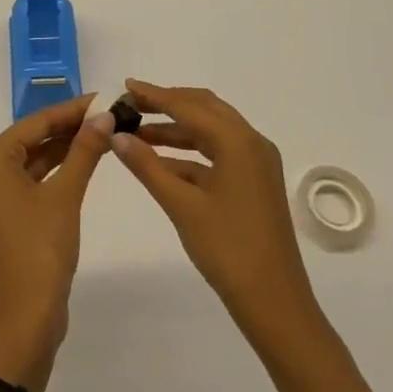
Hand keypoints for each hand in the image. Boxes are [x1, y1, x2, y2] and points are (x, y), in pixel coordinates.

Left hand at [0, 95, 114, 391]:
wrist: (24, 321)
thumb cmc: (39, 251)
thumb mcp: (65, 195)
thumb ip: (84, 151)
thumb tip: (104, 115)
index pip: (37, 121)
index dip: (73, 108)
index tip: (104, 97)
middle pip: (35, 137)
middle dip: (72, 126)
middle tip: (110, 114)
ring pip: (37, 158)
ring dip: (68, 147)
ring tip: (105, 133)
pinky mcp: (10, 215)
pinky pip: (36, 179)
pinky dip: (60, 170)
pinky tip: (87, 161)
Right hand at [110, 80, 320, 343]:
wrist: (276, 305)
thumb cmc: (228, 250)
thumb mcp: (181, 205)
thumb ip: (147, 166)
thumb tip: (116, 135)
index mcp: (238, 141)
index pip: (188, 106)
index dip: (154, 95)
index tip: (124, 87)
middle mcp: (251, 142)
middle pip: (203, 108)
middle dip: (167, 104)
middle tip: (132, 105)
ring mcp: (256, 163)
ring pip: (210, 130)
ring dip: (176, 129)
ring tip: (138, 132)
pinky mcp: (255, 182)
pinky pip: (218, 153)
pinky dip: (190, 152)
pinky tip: (161, 161)